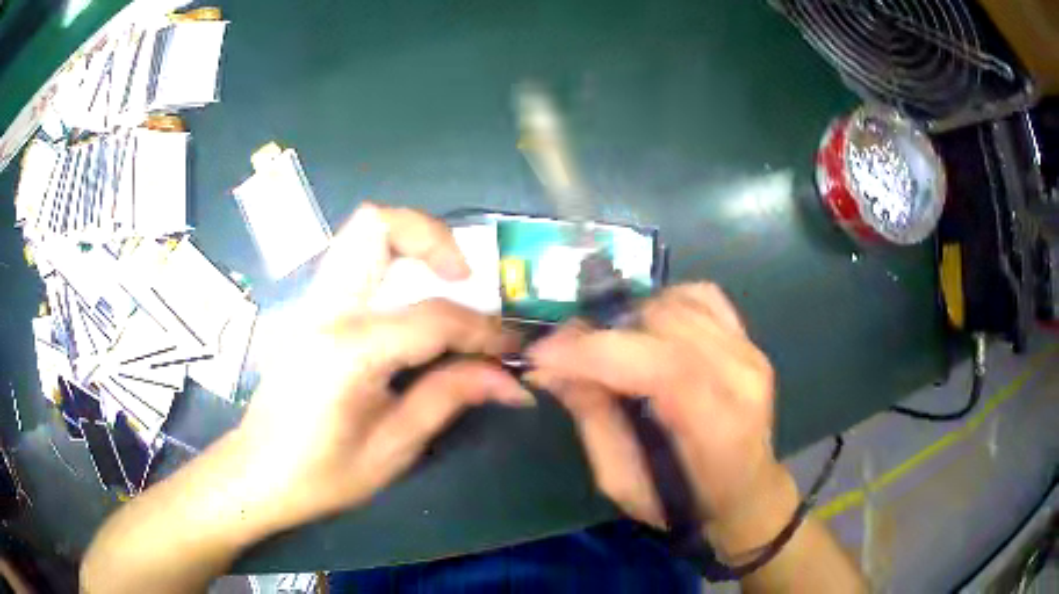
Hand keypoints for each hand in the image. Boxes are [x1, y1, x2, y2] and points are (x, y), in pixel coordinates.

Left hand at [234, 204, 531, 530]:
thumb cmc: (323, 474)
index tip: (512, 347)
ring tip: (444, 281)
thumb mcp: (394, 447)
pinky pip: (352, 261)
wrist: (258, 474)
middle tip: (465, 277)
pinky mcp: (307, 309)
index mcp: (349, 350)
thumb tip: (509, 380)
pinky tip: (408, 303)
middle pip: (377, 225)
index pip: (434, 317)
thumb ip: (450, 397)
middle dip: (433, 236)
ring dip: (409, 242)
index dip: (483, 330)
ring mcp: (311, 302)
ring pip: (361, 232)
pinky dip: (389, 262)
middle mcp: (326, 309)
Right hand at [527, 283, 790, 545]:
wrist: (744, 490)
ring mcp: (750, 351)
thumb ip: (593, 419)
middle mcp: (741, 378)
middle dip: (602, 331)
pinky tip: (648, 330)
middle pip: (665, 325)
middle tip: (566, 353)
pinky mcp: (747, 338)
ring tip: (607, 345)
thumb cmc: (682, 501)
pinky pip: (701, 296)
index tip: (543, 354)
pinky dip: (664, 303)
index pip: (663, 368)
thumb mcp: (623, 482)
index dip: (596, 352)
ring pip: (679, 303)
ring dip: (629, 318)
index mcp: (718, 428)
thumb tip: (552, 367)